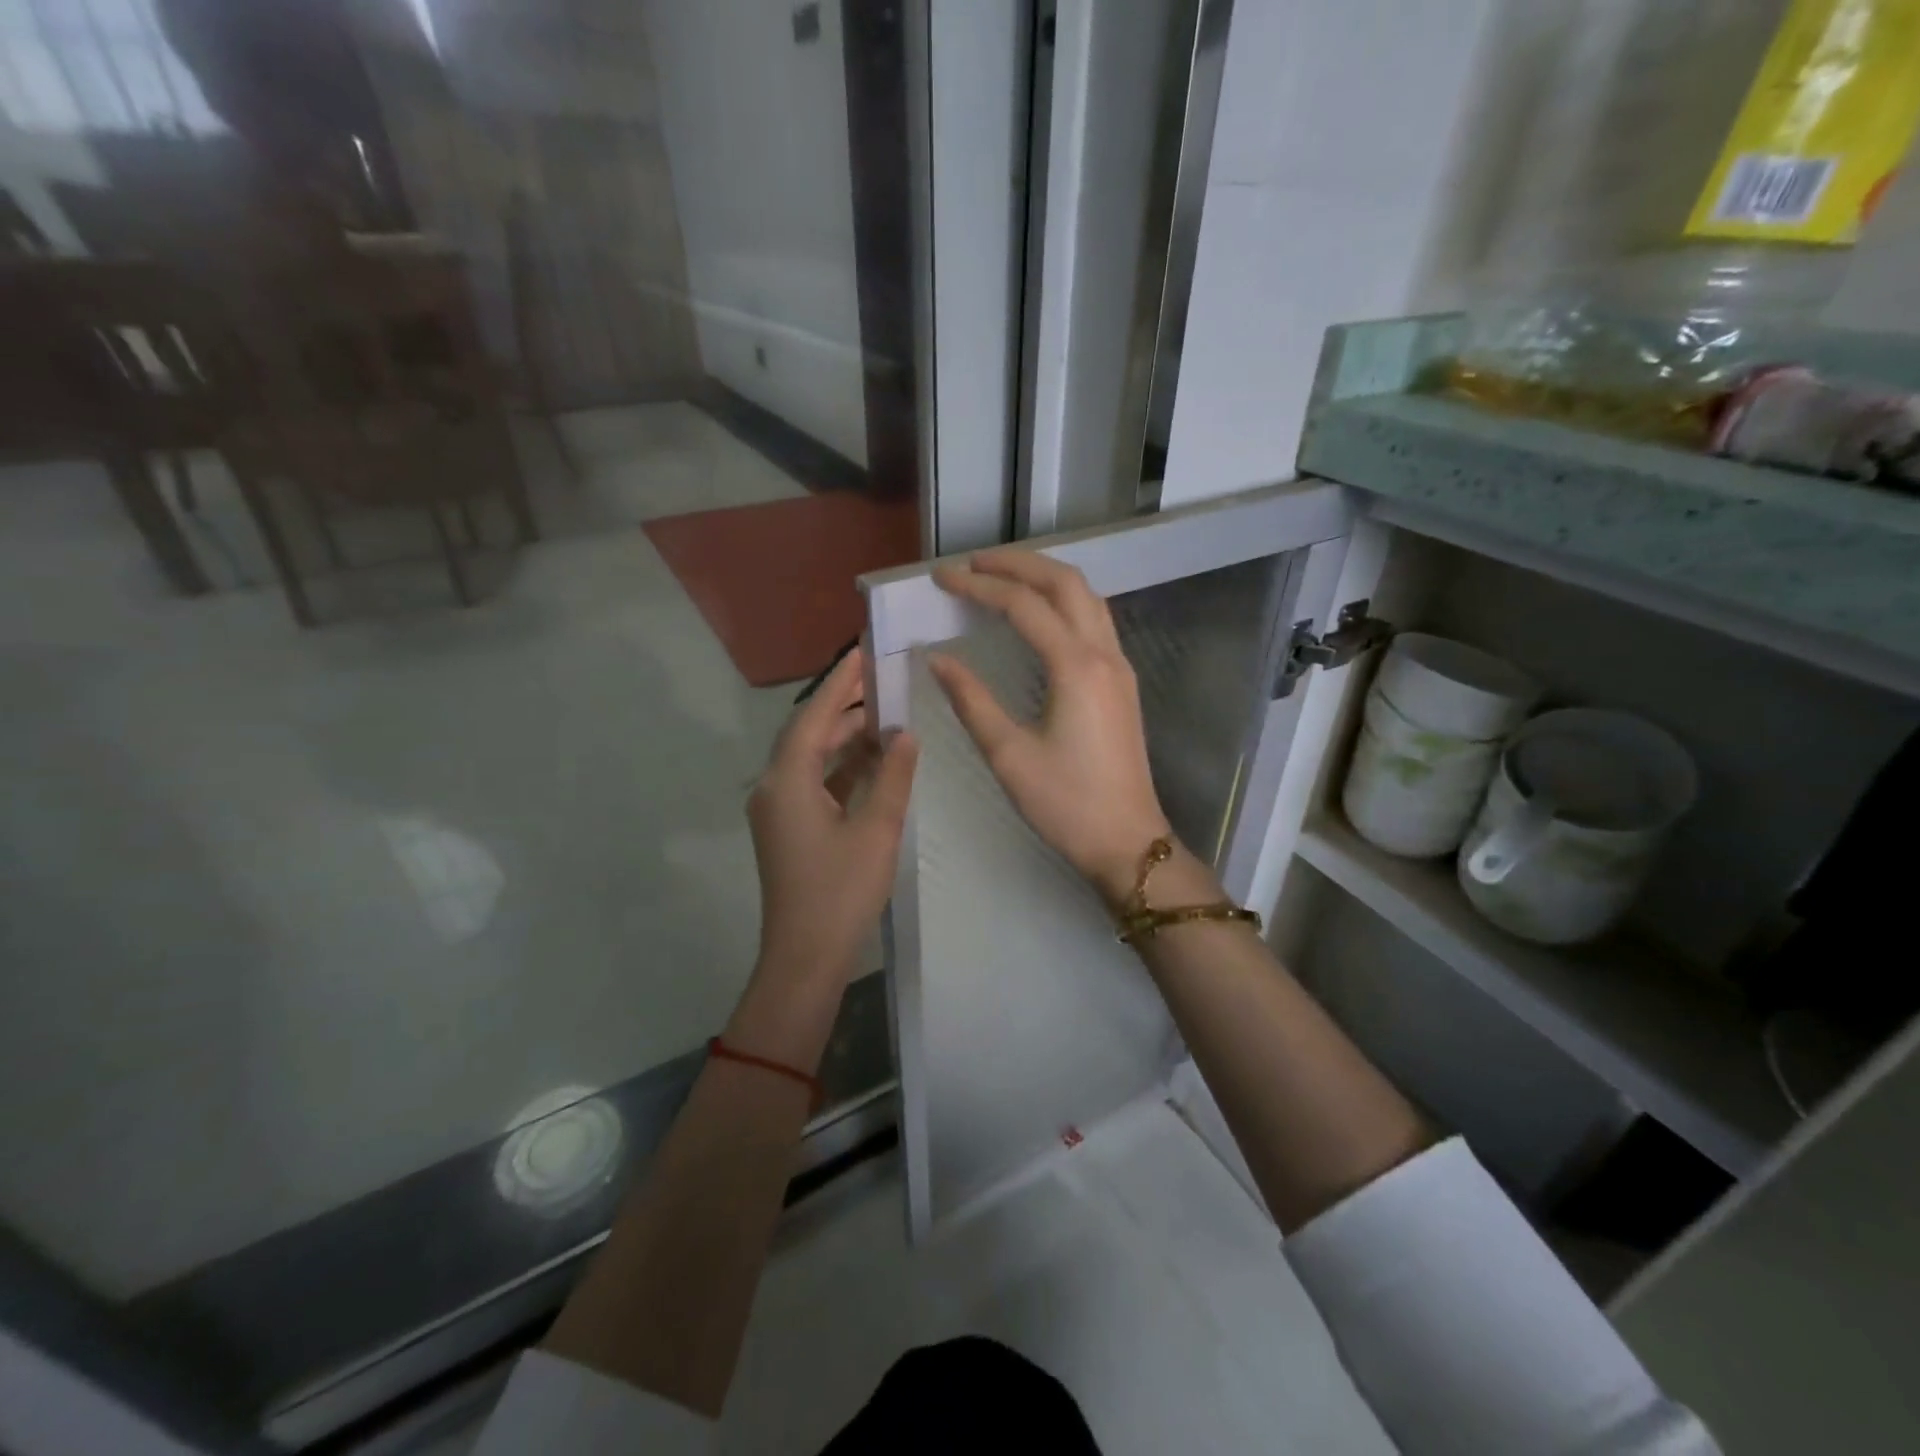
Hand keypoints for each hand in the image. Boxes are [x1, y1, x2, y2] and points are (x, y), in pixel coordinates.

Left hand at [748, 649, 918, 988]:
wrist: (806, 957)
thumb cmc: (841, 891)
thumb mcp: (876, 829)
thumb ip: (892, 776)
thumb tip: (906, 734)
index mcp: (786, 782)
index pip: (812, 718)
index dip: (839, 685)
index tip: (862, 654)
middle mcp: (773, 789)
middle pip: (808, 735)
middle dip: (844, 708)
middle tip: (882, 682)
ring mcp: (778, 811)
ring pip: (810, 760)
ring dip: (844, 739)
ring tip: (885, 716)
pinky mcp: (788, 830)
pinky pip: (813, 784)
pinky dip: (840, 768)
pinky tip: (872, 761)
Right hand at [929, 549, 1170, 904]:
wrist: (1127, 841)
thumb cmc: (1065, 804)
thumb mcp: (1008, 755)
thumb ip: (972, 700)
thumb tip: (938, 660)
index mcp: (1076, 667)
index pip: (1024, 605)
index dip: (980, 586)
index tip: (942, 577)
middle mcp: (1104, 654)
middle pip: (1064, 583)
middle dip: (1017, 564)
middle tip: (972, 563)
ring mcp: (1119, 666)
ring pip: (1086, 596)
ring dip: (1044, 576)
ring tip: (1002, 576)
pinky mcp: (1122, 682)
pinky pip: (1094, 619)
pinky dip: (1062, 601)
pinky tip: (1038, 613)